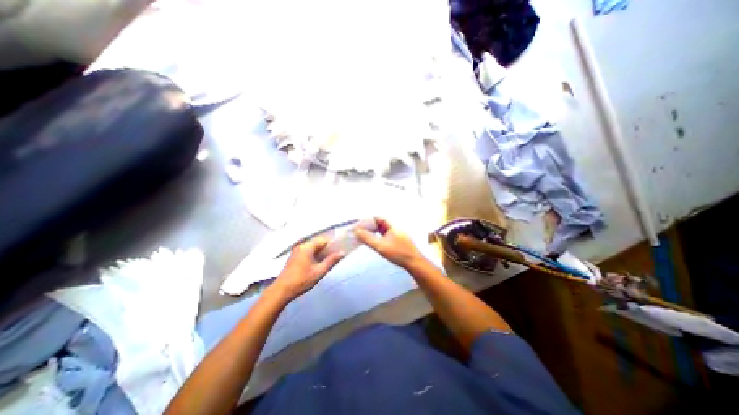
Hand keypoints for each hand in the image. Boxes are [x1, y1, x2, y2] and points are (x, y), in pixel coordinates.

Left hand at [270, 237, 344, 300]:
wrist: (281, 291)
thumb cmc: (301, 280)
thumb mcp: (319, 271)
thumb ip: (331, 260)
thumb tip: (342, 252)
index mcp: (307, 247)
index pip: (323, 239)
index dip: (333, 243)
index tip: (340, 249)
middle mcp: (301, 245)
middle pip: (318, 242)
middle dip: (328, 248)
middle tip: (336, 256)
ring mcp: (297, 250)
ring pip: (314, 247)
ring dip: (322, 252)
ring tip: (329, 260)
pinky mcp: (295, 256)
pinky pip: (309, 251)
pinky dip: (315, 254)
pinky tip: (319, 262)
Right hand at [354, 217, 423, 269]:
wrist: (415, 263)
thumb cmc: (398, 253)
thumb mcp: (380, 246)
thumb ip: (368, 238)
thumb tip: (357, 231)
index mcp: (392, 227)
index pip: (379, 218)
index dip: (370, 220)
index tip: (361, 224)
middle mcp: (396, 229)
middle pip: (381, 224)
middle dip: (371, 226)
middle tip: (361, 231)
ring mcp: (398, 236)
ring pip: (384, 231)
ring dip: (375, 232)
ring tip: (366, 236)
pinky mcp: (399, 243)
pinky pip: (387, 237)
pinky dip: (380, 237)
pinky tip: (376, 243)